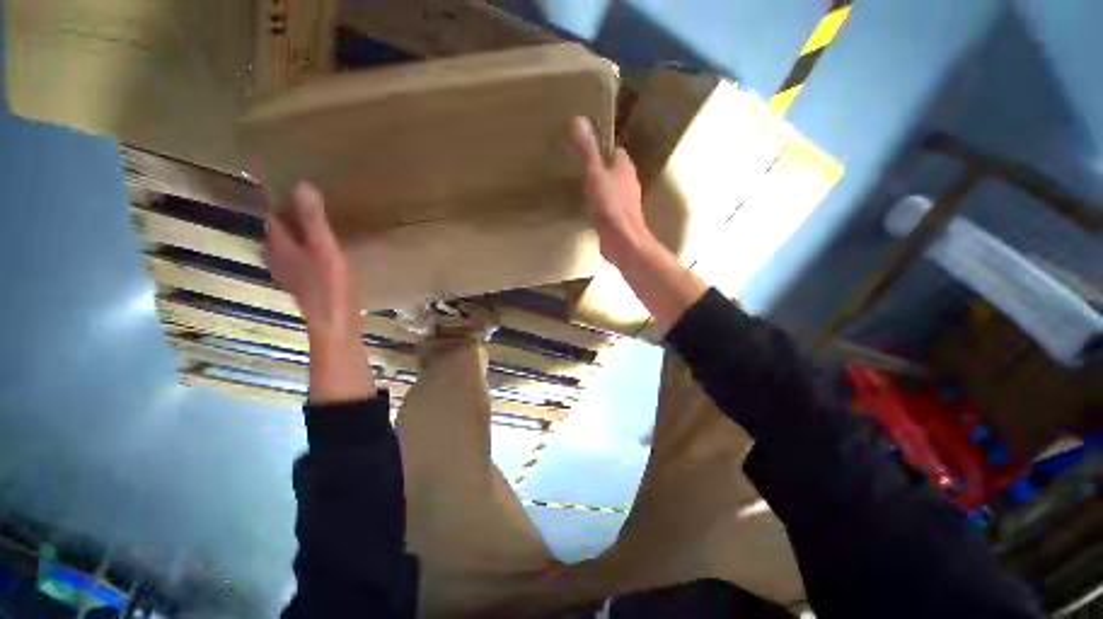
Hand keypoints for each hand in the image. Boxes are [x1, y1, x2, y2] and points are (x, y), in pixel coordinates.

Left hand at [264, 181, 375, 402]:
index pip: (272, 212)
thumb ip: (313, 219)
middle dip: (286, 211)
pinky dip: (302, 245)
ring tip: (312, 218)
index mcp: (279, 244)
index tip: (282, 178)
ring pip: (286, 242)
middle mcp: (276, 255)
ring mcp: (287, 270)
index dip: (276, 196)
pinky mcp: (300, 281)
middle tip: (304, 197)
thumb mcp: (325, 248)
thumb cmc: (329, 284)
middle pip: (277, 227)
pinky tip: (317, 247)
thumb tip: (302, 184)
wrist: (334, 321)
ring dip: (294, 229)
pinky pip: (296, 254)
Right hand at [569, 116, 653, 267]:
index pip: (614, 150)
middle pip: (612, 169)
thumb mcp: (595, 174)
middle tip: (576, 166)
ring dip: (598, 186)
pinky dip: (598, 204)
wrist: (622, 241)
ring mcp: (625, 202)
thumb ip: (587, 150)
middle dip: (598, 166)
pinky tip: (586, 207)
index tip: (583, 147)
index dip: (600, 146)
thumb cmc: (610, 206)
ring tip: (579, 185)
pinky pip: (607, 205)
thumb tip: (578, 119)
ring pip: (611, 188)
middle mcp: (629, 182)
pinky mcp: (619, 219)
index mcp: (625, 167)